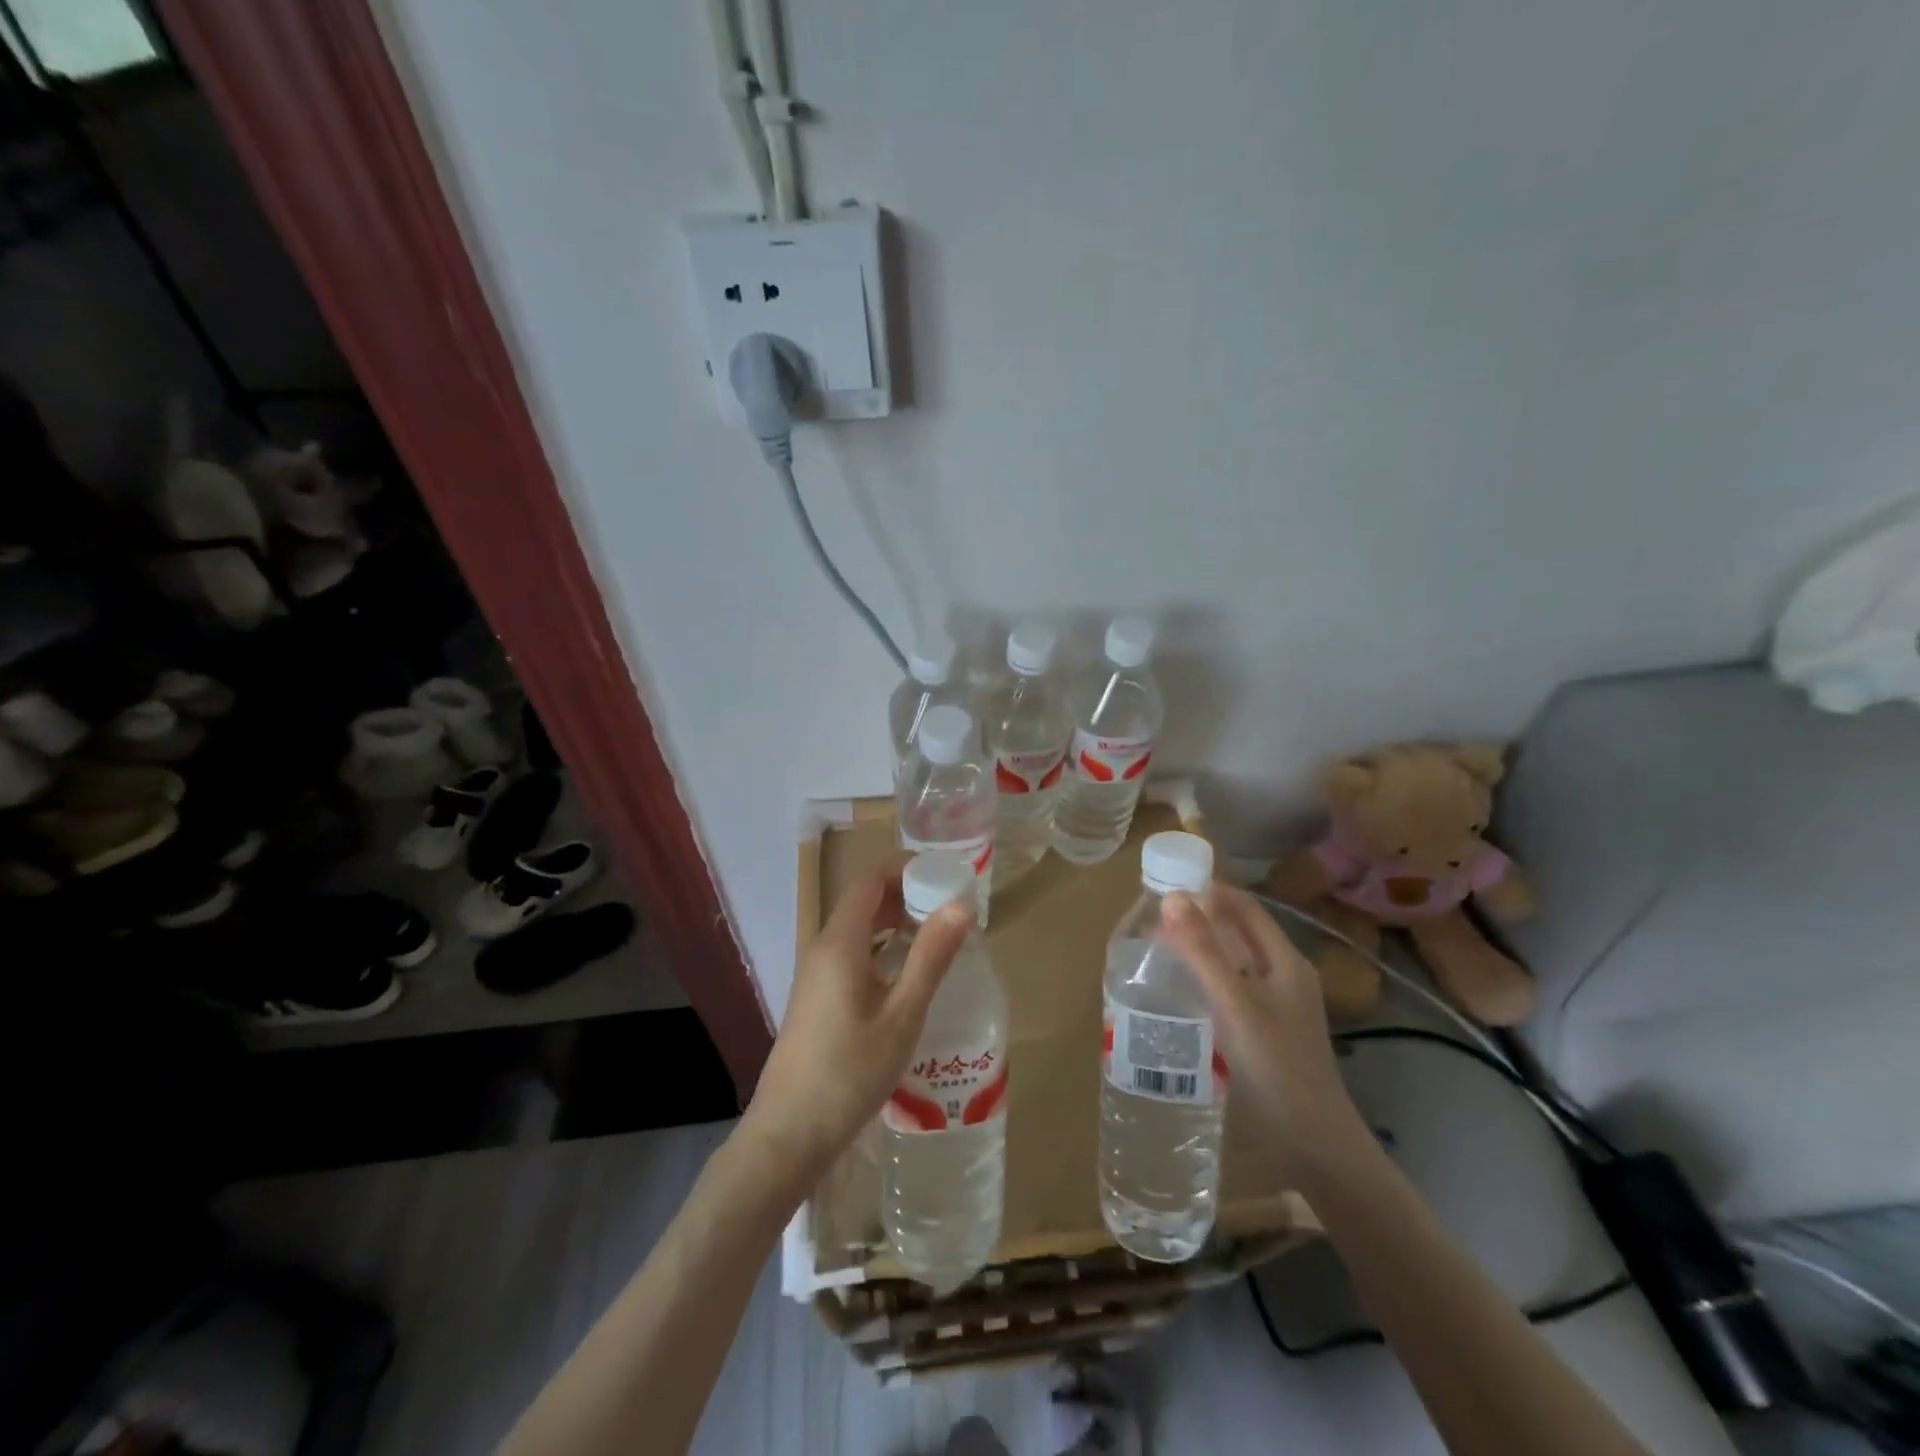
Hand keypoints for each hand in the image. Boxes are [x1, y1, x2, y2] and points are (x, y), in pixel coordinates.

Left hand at [744, 866, 972, 1178]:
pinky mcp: (817, 997)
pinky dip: (882, 947)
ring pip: (858, 929)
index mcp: (840, 943)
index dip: (906, 870)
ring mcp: (816, 974)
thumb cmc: (850, 1073)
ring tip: (938, 935)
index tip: (945, 875)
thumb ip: (931, 957)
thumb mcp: (902, 1015)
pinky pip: (852, 953)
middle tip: (952, 906)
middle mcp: (823, 948)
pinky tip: (908, 973)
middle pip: (864, 902)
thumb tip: (960, 905)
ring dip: (895, 922)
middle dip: (906, 894)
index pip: (870, 881)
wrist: (789, 1133)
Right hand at [1162, 884, 1367, 1168]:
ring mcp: (1277, 1006)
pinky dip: (1206, 981)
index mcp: (1285, 961)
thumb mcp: (1235, 1004)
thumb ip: (1203, 952)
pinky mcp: (1267, 1031)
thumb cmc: (1276, 1066)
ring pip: (1234, 963)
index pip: (1244, 907)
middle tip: (1152, 922)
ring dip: (1200, 952)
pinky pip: (1232, 991)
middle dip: (1199, 921)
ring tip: (1157, 953)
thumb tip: (1172, 898)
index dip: (1208, 891)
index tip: (1165, 887)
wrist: (1315, 1144)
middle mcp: (1284, 976)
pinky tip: (1180, 994)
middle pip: (1239, 933)